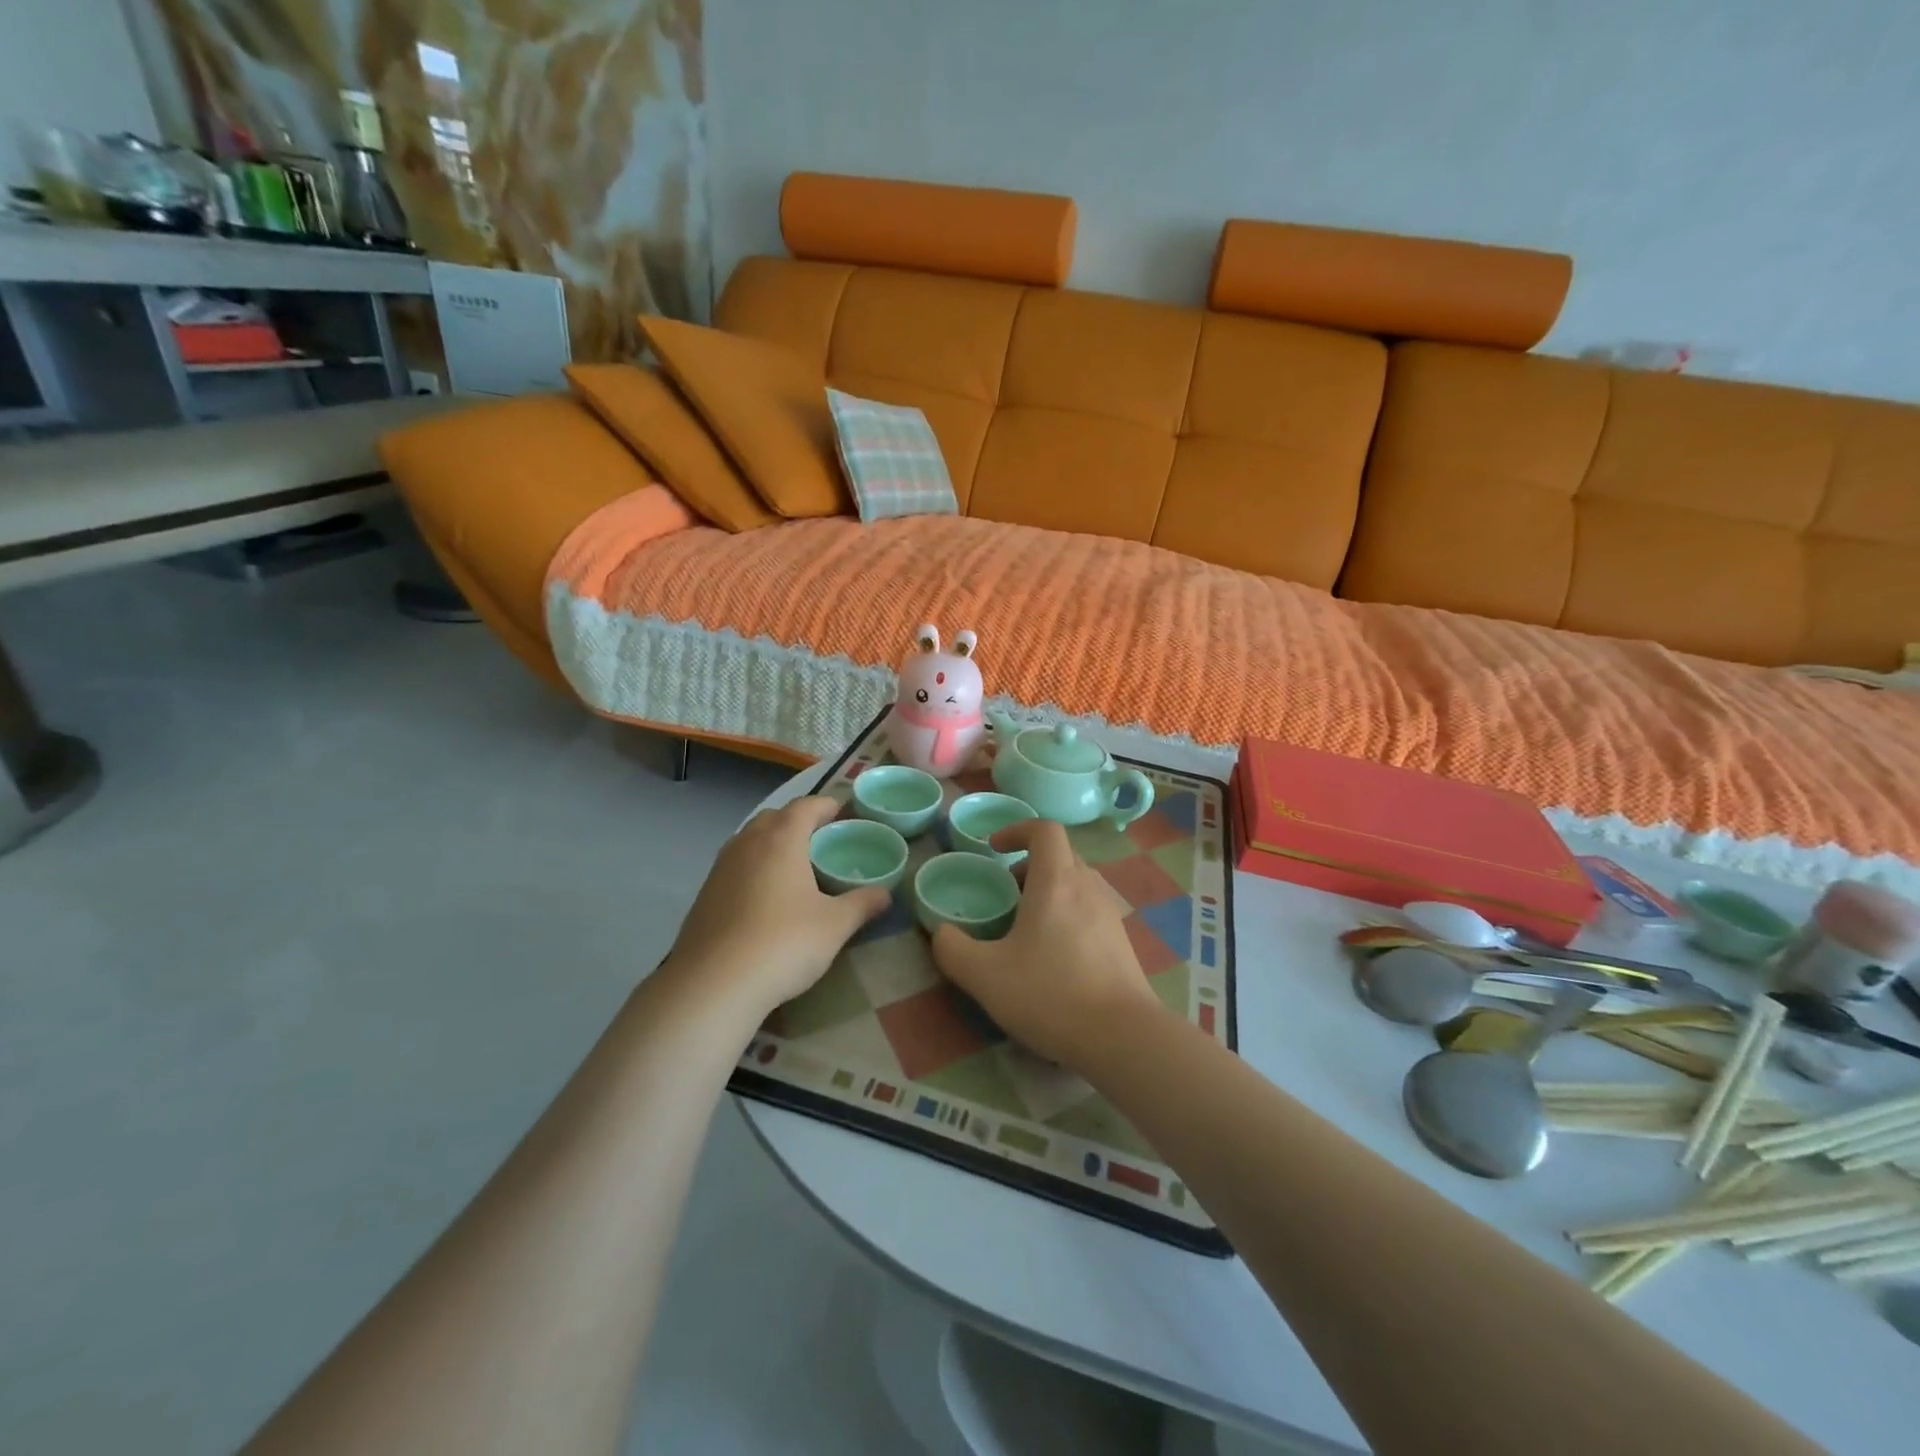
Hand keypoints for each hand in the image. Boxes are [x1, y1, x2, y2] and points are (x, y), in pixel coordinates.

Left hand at [666, 796, 889, 1017]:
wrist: (714, 984)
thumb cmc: (784, 943)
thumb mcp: (835, 926)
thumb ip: (862, 904)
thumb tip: (885, 894)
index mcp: (782, 839)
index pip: (806, 806)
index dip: (826, 806)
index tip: (842, 814)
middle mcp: (748, 843)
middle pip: (774, 817)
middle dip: (797, 821)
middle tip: (820, 840)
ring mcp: (720, 867)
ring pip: (750, 840)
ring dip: (772, 843)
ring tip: (793, 867)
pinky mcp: (704, 893)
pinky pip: (735, 865)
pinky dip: (753, 868)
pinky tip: (764, 897)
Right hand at [929, 820, 1168, 1067]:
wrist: (1122, 1037)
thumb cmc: (1051, 994)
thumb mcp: (985, 976)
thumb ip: (953, 949)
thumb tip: (941, 933)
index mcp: (1056, 882)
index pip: (1044, 830)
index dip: (1017, 829)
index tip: (994, 849)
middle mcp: (1087, 888)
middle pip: (1061, 855)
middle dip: (1029, 865)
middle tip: (1006, 894)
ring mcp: (1109, 915)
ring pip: (1076, 883)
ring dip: (1049, 891)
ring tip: (1026, 927)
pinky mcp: (1121, 942)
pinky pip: (1089, 910)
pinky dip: (1067, 915)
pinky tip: (1053, 956)